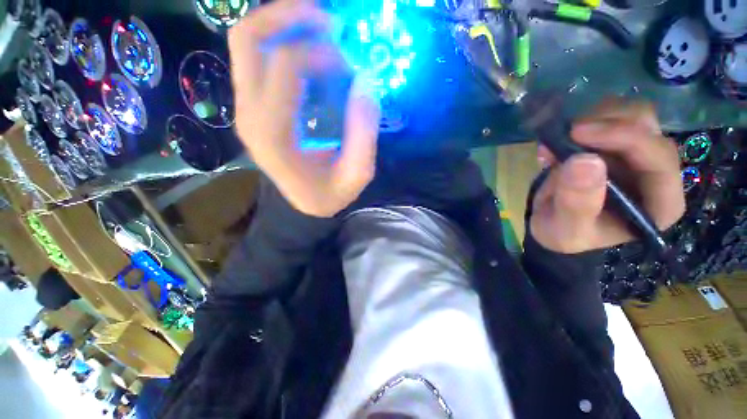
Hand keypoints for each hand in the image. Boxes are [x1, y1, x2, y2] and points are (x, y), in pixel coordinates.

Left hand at [228, 0, 380, 216]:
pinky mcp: (252, 106)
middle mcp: (249, 114)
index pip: (286, 65)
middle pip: (248, 38)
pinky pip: (256, 58)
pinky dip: (282, 43)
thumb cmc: (328, 194)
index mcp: (274, 134)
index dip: (324, 53)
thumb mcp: (356, 174)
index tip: (352, 67)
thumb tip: (366, 81)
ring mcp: (245, 108)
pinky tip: (311, 52)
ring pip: (248, 42)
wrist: (303, 204)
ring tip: (322, 30)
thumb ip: (364, 132)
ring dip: (284, 24)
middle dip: (289, 14)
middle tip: (330, 20)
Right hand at [529, 99, 684, 253]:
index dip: (624, 138)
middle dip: (606, 125)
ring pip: (632, 114)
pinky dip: (582, 121)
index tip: (577, 134)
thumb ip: (576, 203)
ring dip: (592, 120)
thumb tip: (584, 161)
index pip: (658, 158)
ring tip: (557, 142)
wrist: (552, 224)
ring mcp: (638, 154)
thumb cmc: (564, 234)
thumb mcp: (566, 229)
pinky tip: (558, 141)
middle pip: (648, 128)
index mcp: (659, 202)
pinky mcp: (618, 144)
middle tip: (565, 136)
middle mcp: (657, 173)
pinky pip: (609, 116)